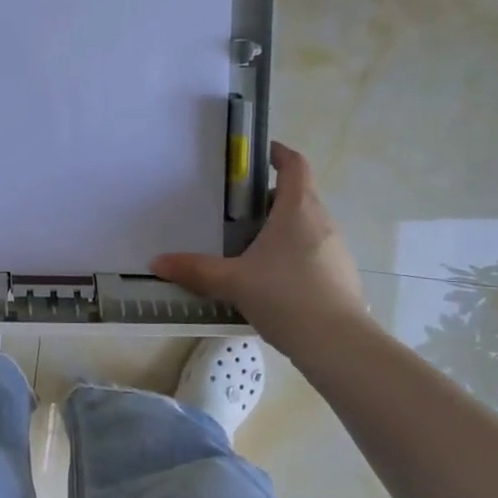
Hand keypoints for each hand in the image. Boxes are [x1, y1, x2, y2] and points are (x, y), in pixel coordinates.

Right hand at [152, 141, 366, 337]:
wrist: (338, 344)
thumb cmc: (285, 297)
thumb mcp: (232, 282)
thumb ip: (195, 270)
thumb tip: (157, 263)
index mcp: (298, 210)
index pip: (295, 165)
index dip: (278, 153)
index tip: (259, 153)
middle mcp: (321, 222)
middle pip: (298, 195)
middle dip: (268, 198)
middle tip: (235, 211)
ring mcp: (335, 250)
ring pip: (305, 225)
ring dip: (280, 227)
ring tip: (247, 247)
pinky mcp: (340, 276)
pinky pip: (312, 252)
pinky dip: (291, 254)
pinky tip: (269, 280)